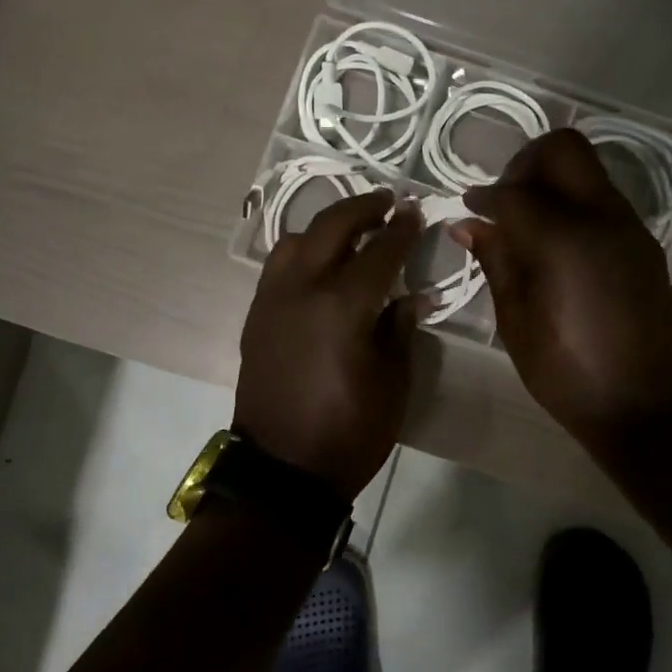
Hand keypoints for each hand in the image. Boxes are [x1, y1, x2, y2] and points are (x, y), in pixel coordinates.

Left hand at [236, 190, 424, 498]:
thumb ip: (400, 328)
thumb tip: (410, 296)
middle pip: (332, 227)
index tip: (415, 212)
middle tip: (385, 202)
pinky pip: (277, 267)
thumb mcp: (392, 382)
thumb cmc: (349, 431)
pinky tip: (318, 265)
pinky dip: (301, 252)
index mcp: (343, 305)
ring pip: (296, 240)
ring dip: (326, 227)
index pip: (380, 251)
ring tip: (350, 231)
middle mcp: (302, 289)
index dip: (401, 229)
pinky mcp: (256, 317)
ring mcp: (272, 300)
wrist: (283, 469)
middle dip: (362, 208)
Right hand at [452, 130, 671, 460]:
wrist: (646, 407)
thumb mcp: (516, 322)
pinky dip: (573, 204)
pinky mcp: (643, 244)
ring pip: (587, 171)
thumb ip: (496, 262)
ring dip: (552, 182)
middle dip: (525, 164)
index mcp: (564, 241)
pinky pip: (603, 200)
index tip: (467, 208)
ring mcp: (630, 228)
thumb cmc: (568, 374)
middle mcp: (602, 218)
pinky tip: (555, 246)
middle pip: (563, 150)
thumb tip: (471, 224)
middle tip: (504, 200)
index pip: (514, 193)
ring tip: (526, 225)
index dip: (483, 196)